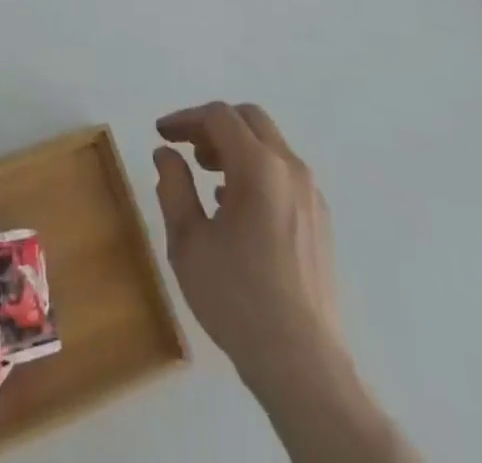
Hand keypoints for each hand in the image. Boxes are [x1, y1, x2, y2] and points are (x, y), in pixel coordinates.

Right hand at [153, 102, 343, 387]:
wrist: (303, 364)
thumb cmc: (237, 298)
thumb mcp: (188, 242)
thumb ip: (173, 187)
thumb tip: (167, 153)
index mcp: (259, 166)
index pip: (219, 117)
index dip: (185, 118)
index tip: (161, 133)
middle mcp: (290, 168)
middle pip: (250, 120)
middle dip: (213, 125)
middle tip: (186, 147)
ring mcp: (311, 194)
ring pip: (270, 145)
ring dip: (236, 147)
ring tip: (207, 174)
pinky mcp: (320, 220)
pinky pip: (284, 174)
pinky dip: (256, 170)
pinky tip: (235, 205)